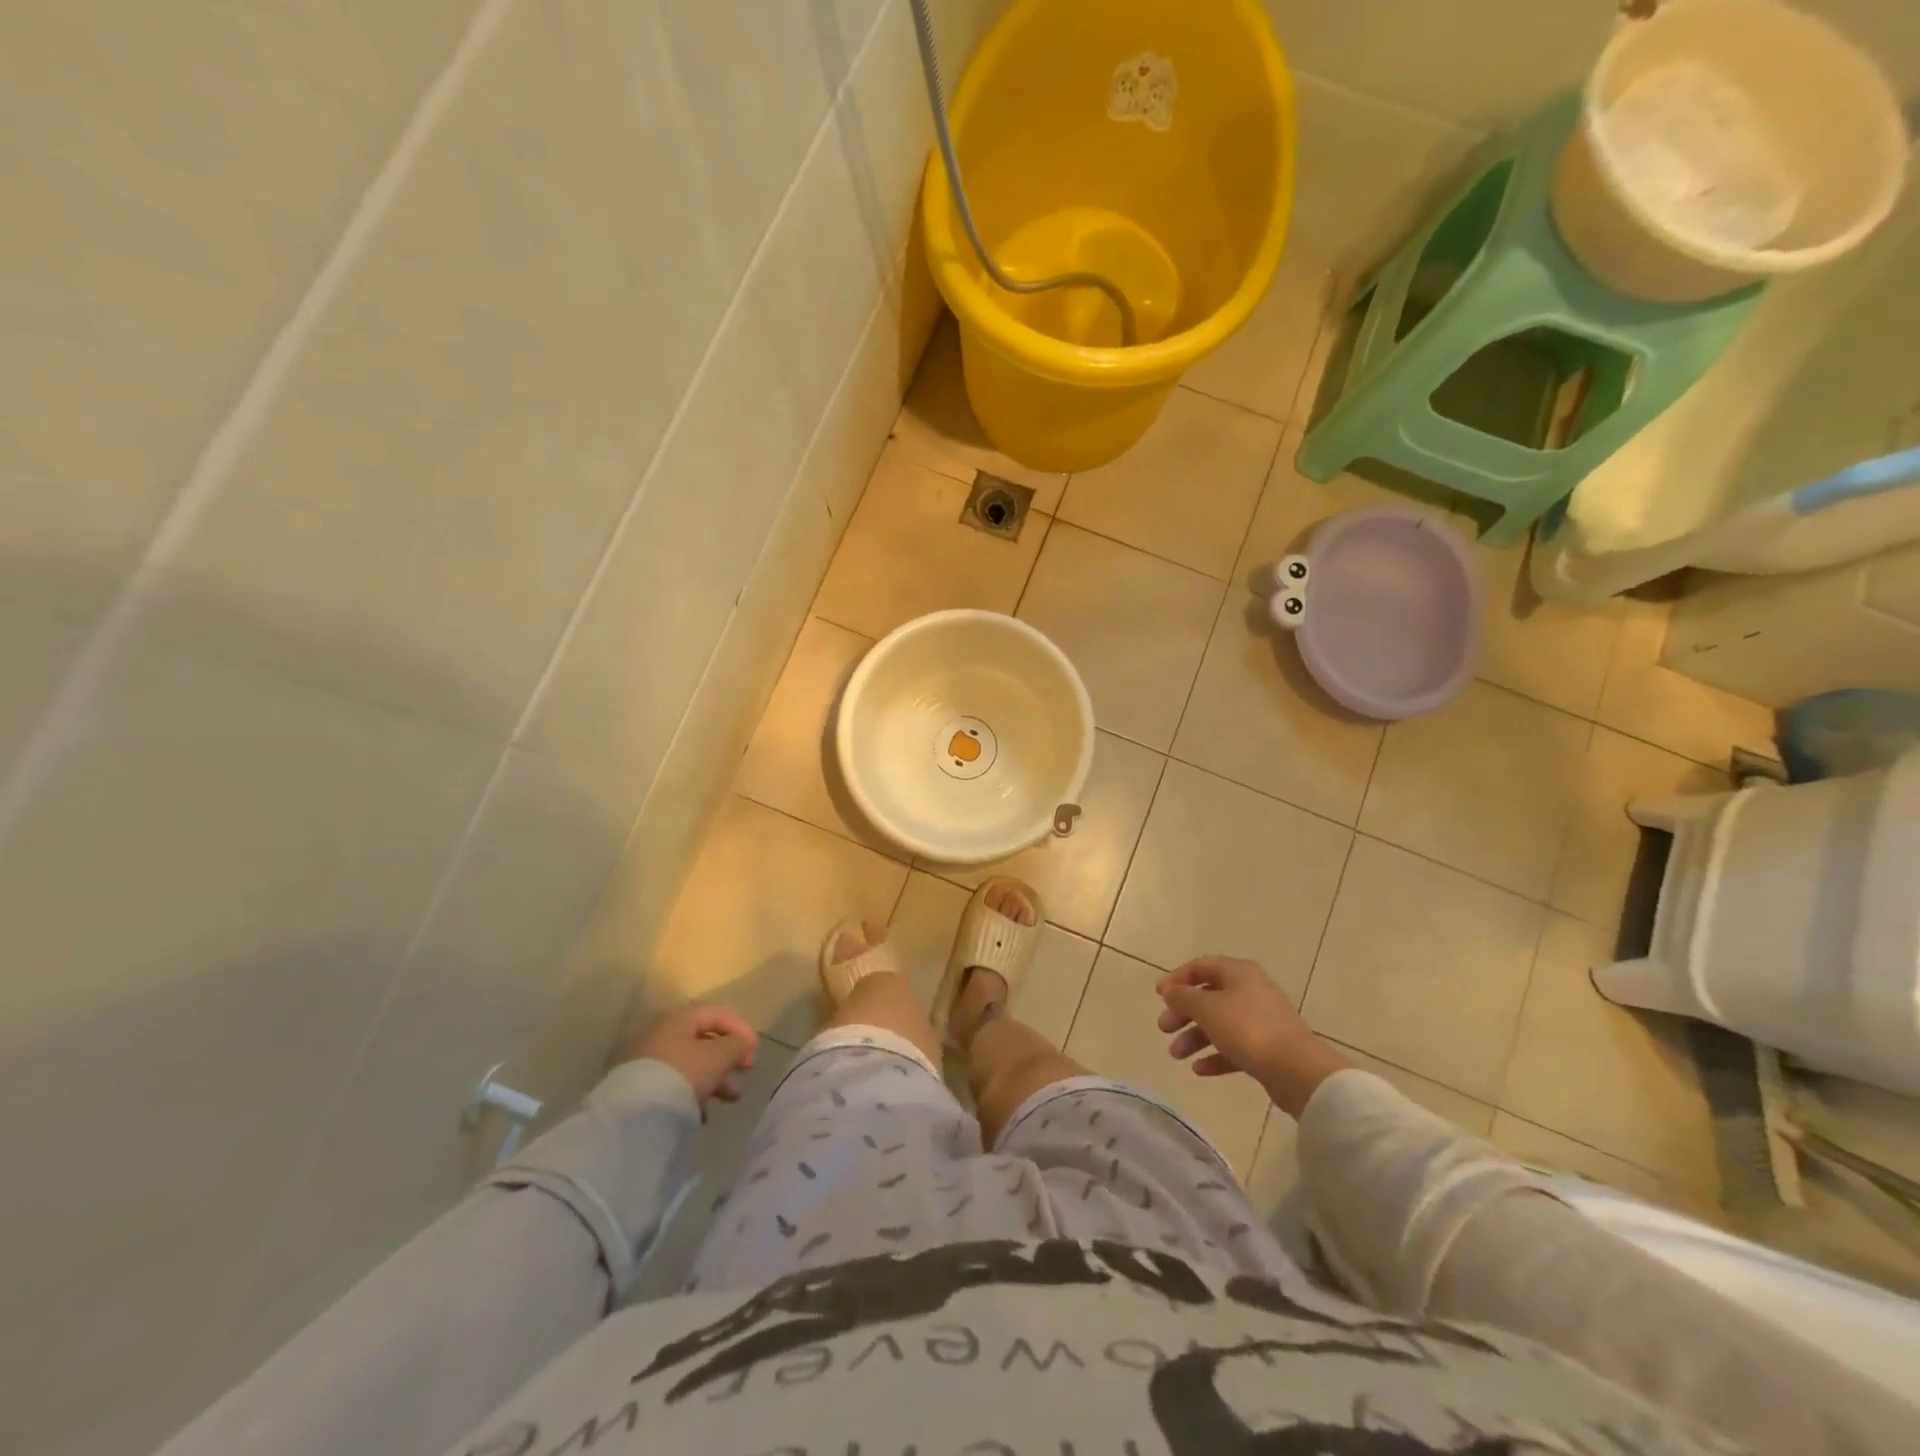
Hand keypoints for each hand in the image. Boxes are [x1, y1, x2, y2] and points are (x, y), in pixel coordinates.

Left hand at [626, 1005, 757, 1108]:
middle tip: (746, 1070)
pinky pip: (676, 1085)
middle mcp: (662, 1036)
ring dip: (716, 1078)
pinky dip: (694, 1094)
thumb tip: (744, 1043)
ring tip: (732, 1098)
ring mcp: (649, 1063)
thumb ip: (736, 1045)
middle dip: (729, 1057)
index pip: (716, 1014)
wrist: (635, 1116)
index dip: (740, 1028)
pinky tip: (703, 1113)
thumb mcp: (718, 1056)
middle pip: (704, 1041)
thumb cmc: (683, 1074)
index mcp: (679, 1020)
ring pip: (691, 1065)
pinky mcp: (641, 1089)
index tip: (754, 1049)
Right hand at [1156, 956, 1350, 1116]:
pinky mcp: (1268, 1049)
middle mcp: (1251, 991)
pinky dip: (1215, 1055)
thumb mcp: (1207, 1008)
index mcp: (1239, 973)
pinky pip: (1234, 1047)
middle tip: (1164, 1028)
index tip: (1158, 995)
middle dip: (1183, 1012)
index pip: (1201, 966)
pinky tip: (1199, 1069)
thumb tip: (1170, 991)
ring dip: (1195, 1037)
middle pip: (1209, 996)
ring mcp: (1261, 1020)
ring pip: (1220, 1023)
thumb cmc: (1247, 1028)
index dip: (1177, 978)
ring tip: (1176, 1055)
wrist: (1296, 1070)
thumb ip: (1183, 997)